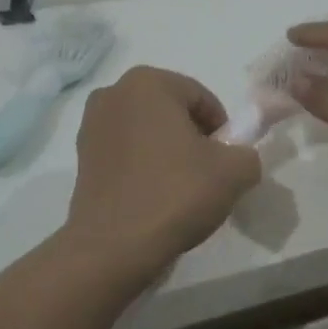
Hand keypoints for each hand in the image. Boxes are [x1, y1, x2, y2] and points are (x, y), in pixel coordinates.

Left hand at [63, 66, 260, 280]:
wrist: (113, 246)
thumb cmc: (175, 193)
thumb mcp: (234, 172)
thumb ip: (247, 153)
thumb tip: (238, 157)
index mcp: (148, 82)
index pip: (200, 98)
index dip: (221, 130)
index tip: (227, 161)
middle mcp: (114, 92)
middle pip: (170, 111)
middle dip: (192, 137)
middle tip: (207, 174)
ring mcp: (91, 125)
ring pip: (146, 131)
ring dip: (166, 151)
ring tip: (180, 189)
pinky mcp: (80, 157)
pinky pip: (125, 152)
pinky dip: (142, 166)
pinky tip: (154, 196)